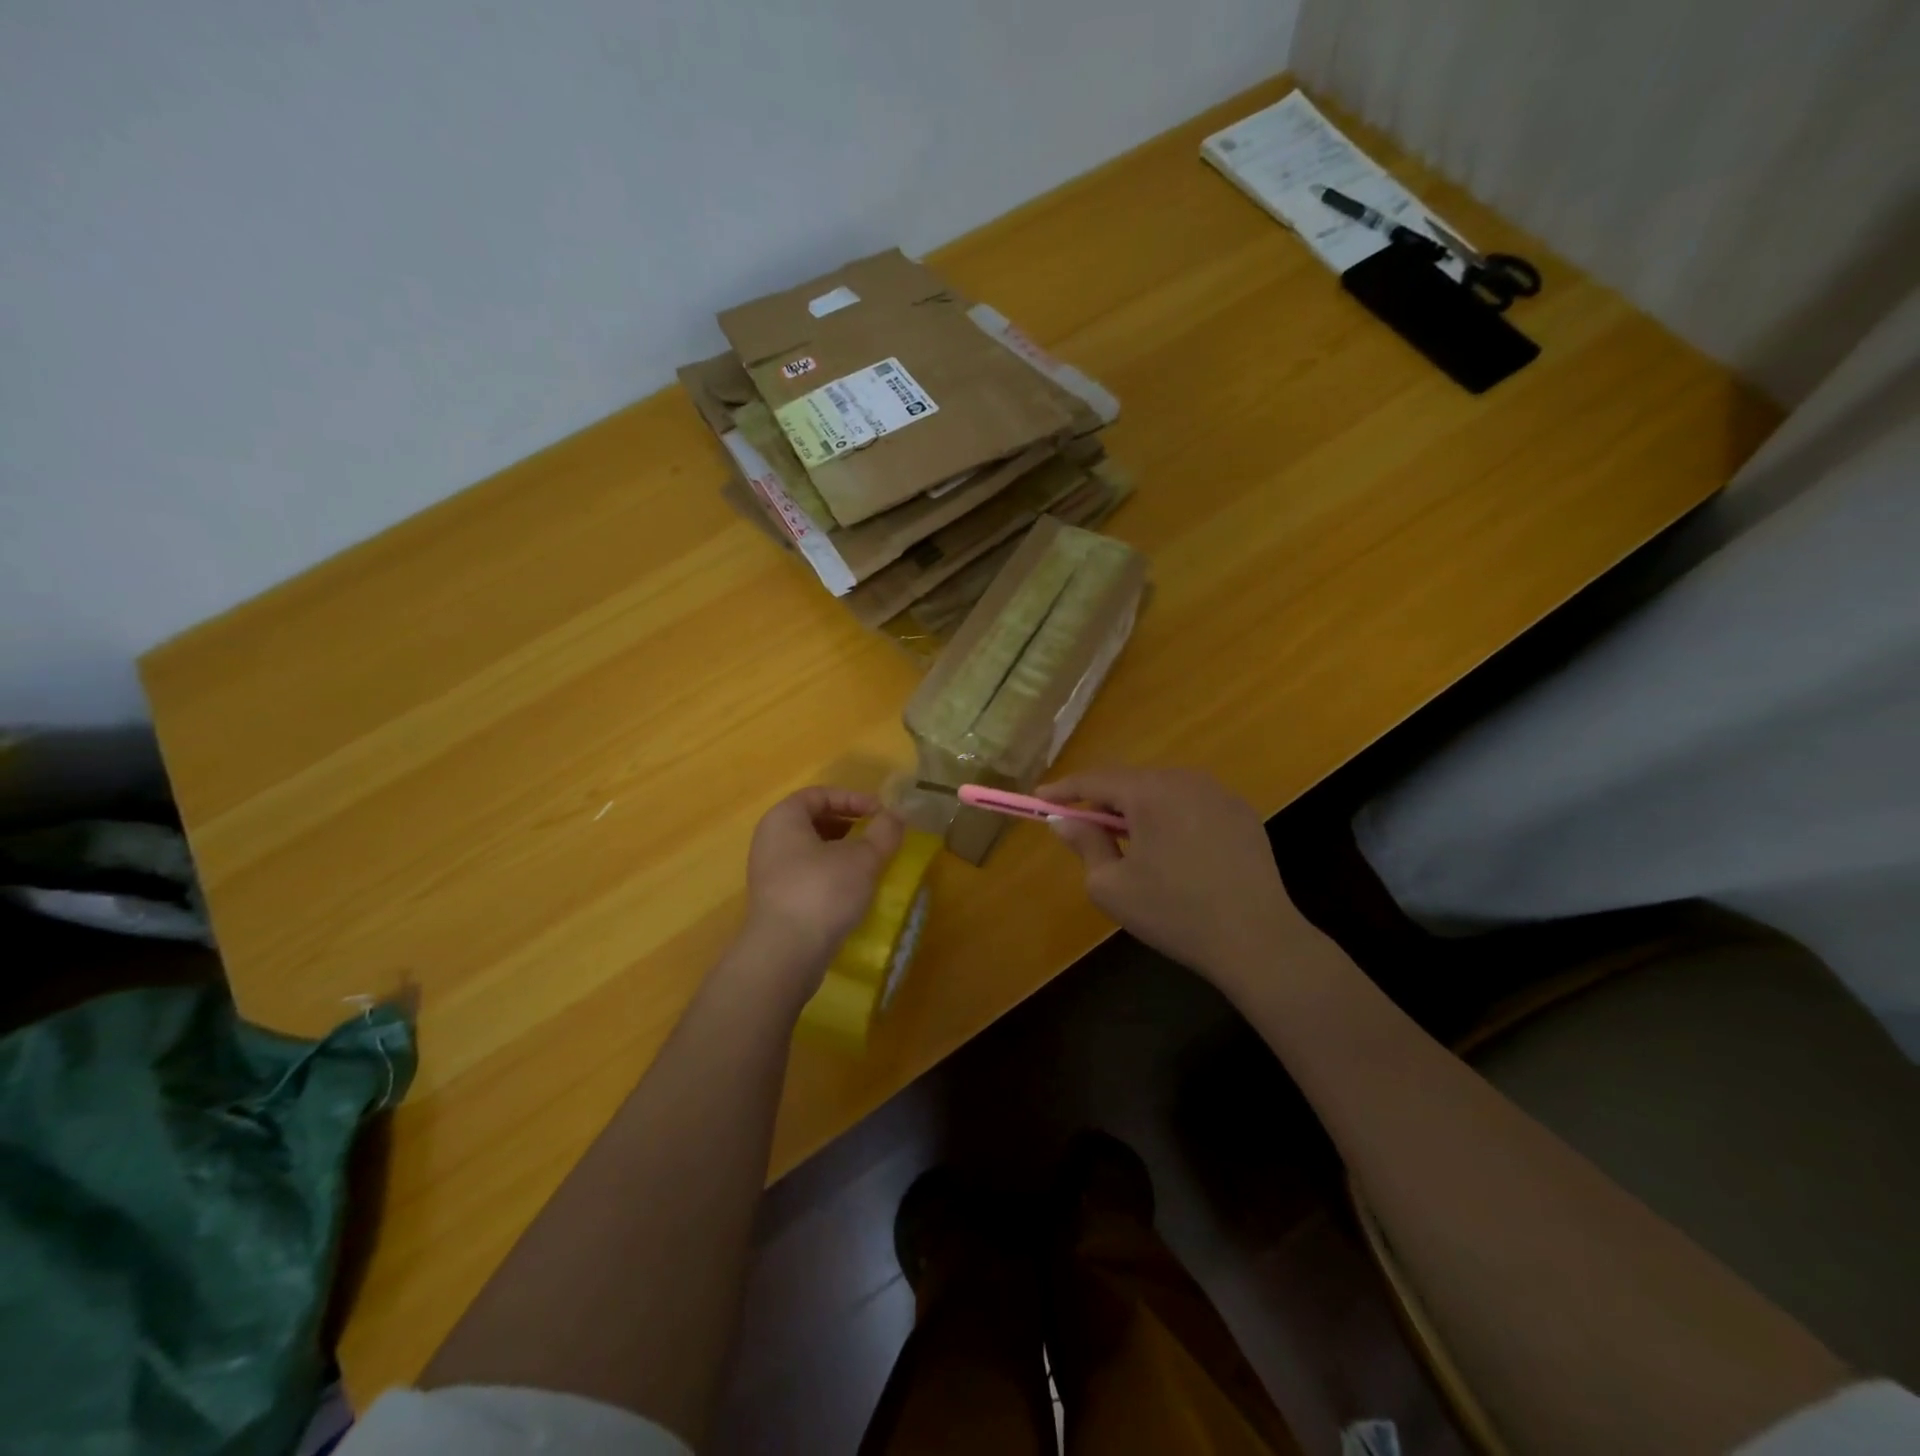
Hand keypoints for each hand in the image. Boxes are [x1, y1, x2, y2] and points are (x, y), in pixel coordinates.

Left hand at [740, 787, 905, 991]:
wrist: (785, 954)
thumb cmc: (822, 892)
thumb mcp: (863, 858)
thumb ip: (884, 832)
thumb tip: (898, 815)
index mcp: (784, 819)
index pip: (819, 794)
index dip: (853, 798)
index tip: (880, 813)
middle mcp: (770, 840)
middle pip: (813, 821)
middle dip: (849, 825)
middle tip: (877, 836)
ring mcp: (769, 872)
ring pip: (810, 850)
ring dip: (842, 851)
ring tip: (870, 863)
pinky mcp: (775, 901)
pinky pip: (806, 875)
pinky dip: (831, 874)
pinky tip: (854, 890)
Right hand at [1038, 767, 1303, 985]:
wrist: (1257, 940)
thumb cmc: (1174, 913)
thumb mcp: (1111, 886)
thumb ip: (1084, 844)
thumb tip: (1064, 821)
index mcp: (1151, 792)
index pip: (1096, 779)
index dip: (1064, 789)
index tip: (1040, 798)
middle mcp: (1187, 780)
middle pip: (1131, 782)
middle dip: (1102, 801)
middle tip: (1082, 826)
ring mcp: (1220, 794)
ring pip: (1163, 792)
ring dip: (1138, 810)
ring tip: (1126, 842)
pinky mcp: (1243, 814)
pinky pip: (1192, 805)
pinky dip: (1170, 818)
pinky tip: (1172, 852)